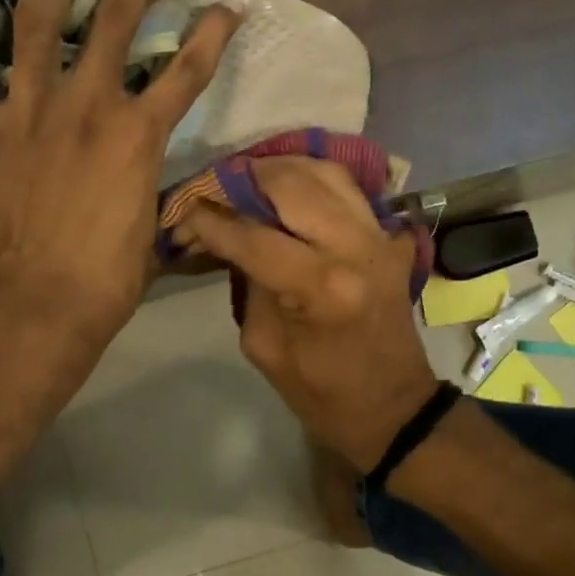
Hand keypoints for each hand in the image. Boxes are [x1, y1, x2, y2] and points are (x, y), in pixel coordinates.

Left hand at [0, 0, 239, 349]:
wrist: (36, 308)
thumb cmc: (105, 284)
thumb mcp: (150, 238)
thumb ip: (154, 200)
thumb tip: (164, 197)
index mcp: (137, 136)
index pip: (186, 70)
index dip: (210, 33)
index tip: (222, 10)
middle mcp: (86, 107)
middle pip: (113, 24)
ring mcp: (25, 112)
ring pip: (36, 26)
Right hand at [177, 158, 440, 471]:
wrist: (390, 404)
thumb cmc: (319, 391)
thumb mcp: (262, 345)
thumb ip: (247, 283)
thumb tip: (230, 238)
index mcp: (320, 287)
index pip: (251, 234)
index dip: (210, 220)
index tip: (182, 214)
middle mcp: (355, 248)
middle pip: (291, 184)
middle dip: (244, 179)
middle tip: (216, 191)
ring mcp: (381, 237)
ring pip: (325, 173)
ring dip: (281, 171)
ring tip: (250, 184)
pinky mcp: (392, 238)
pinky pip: (350, 189)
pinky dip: (316, 182)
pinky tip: (290, 194)